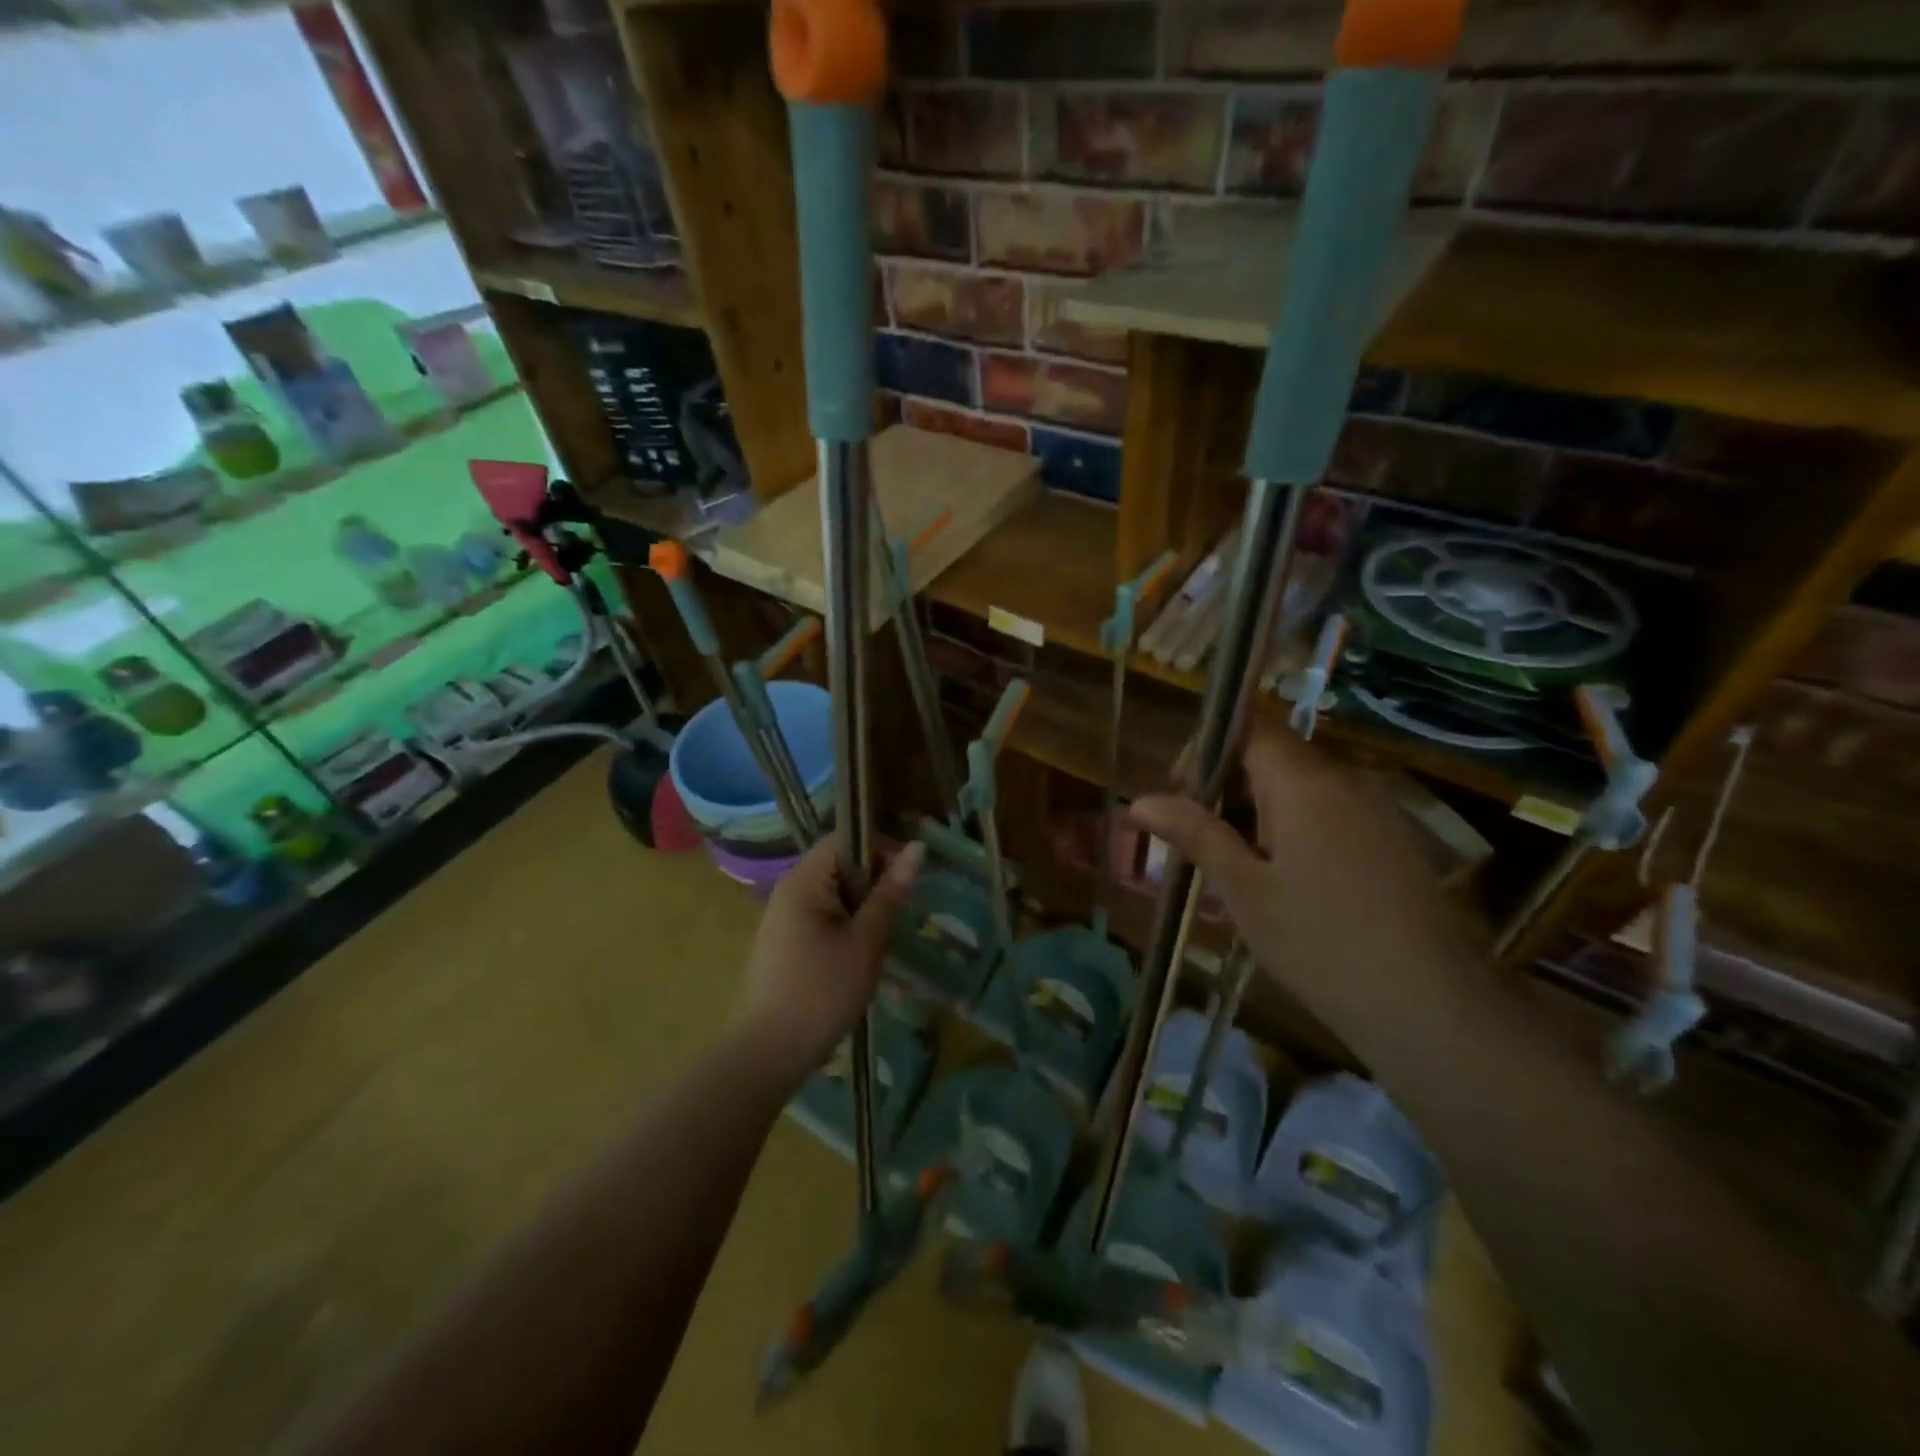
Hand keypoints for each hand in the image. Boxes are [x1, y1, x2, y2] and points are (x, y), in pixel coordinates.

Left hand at [730, 838, 922, 1087]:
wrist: (769, 1053)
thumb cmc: (822, 992)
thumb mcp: (866, 941)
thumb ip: (890, 894)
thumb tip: (916, 849)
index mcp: (804, 880)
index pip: (844, 839)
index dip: (880, 849)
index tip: (908, 877)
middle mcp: (790, 889)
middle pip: (840, 865)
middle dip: (874, 882)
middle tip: (900, 914)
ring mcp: (784, 917)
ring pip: (835, 894)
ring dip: (863, 908)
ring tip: (884, 938)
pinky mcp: (786, 942)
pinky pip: (824, 916)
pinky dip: (847, 926)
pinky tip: (861, 956)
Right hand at [1129, 726, 1481, 1046]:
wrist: (1433, 1008)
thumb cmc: (1320, 942)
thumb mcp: (1244, 889)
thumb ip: (1195, 834)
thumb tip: (1139, 801)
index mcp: (1304, 781)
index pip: (1247, 726)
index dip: (1207, 749)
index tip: (1183, 797)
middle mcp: (1345, 779)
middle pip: (1272, 757)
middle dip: (1227, 789)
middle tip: (1201, 846)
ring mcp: (1377, 808)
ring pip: (1300, 788)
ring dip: (1259, 814)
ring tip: (1238, 874)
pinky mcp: (1394, 839)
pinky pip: (1331, 813)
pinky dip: (1295, 831)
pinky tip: (1286, 886)